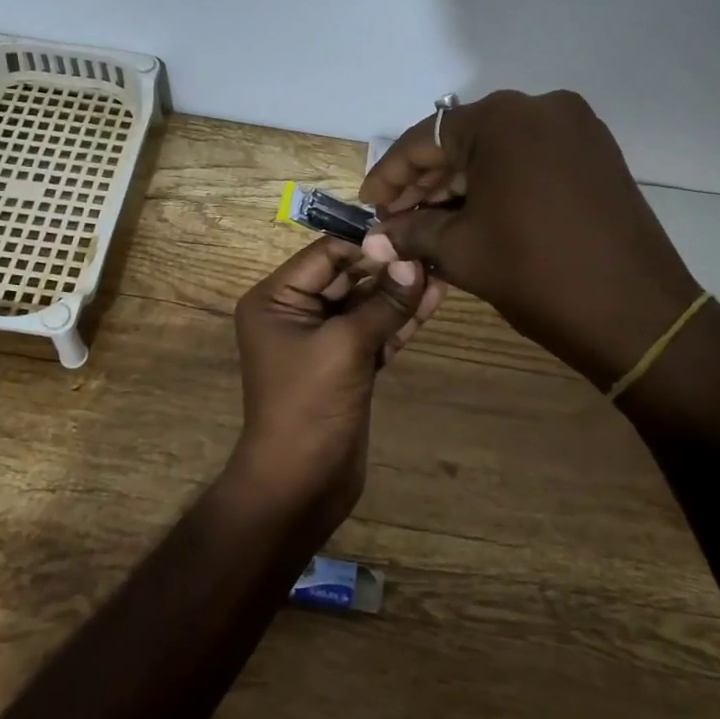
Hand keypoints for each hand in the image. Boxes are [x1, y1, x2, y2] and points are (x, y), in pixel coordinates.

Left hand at [228, 236, 443, 531]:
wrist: (301, 483)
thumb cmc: (309, 404)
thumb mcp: (345, 345)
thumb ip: (382, 302)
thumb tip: (415, 262)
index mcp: (277, 299)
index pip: (325, 254)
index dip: (367, 244)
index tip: (410, 235)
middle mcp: (296, 312)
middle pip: (348, 276)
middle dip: (389, 267)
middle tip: (433, 250)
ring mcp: (323, 340)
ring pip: (366, 305)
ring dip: (400, 292)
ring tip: (443, 270)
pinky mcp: (347, 365)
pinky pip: (375, 332)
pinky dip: (401, 319)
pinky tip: (434, 300)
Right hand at [359, 90, 699, 388]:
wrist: (636, 313)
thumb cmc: (536, 273)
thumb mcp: (461, 250)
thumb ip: (411, 232)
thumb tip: (375, 236)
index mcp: (502, 119)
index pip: (427, 139)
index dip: (390, 175)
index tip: (368, 205)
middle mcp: (540, 107)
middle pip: (464, 141)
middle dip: (426, 182)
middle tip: (395, 219)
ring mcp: (575, 128)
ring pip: (498, 151)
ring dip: (461, 184)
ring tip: (428, 222)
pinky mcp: (596, 153)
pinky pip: (531, 160)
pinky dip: (498, 184)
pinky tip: (473, 214)